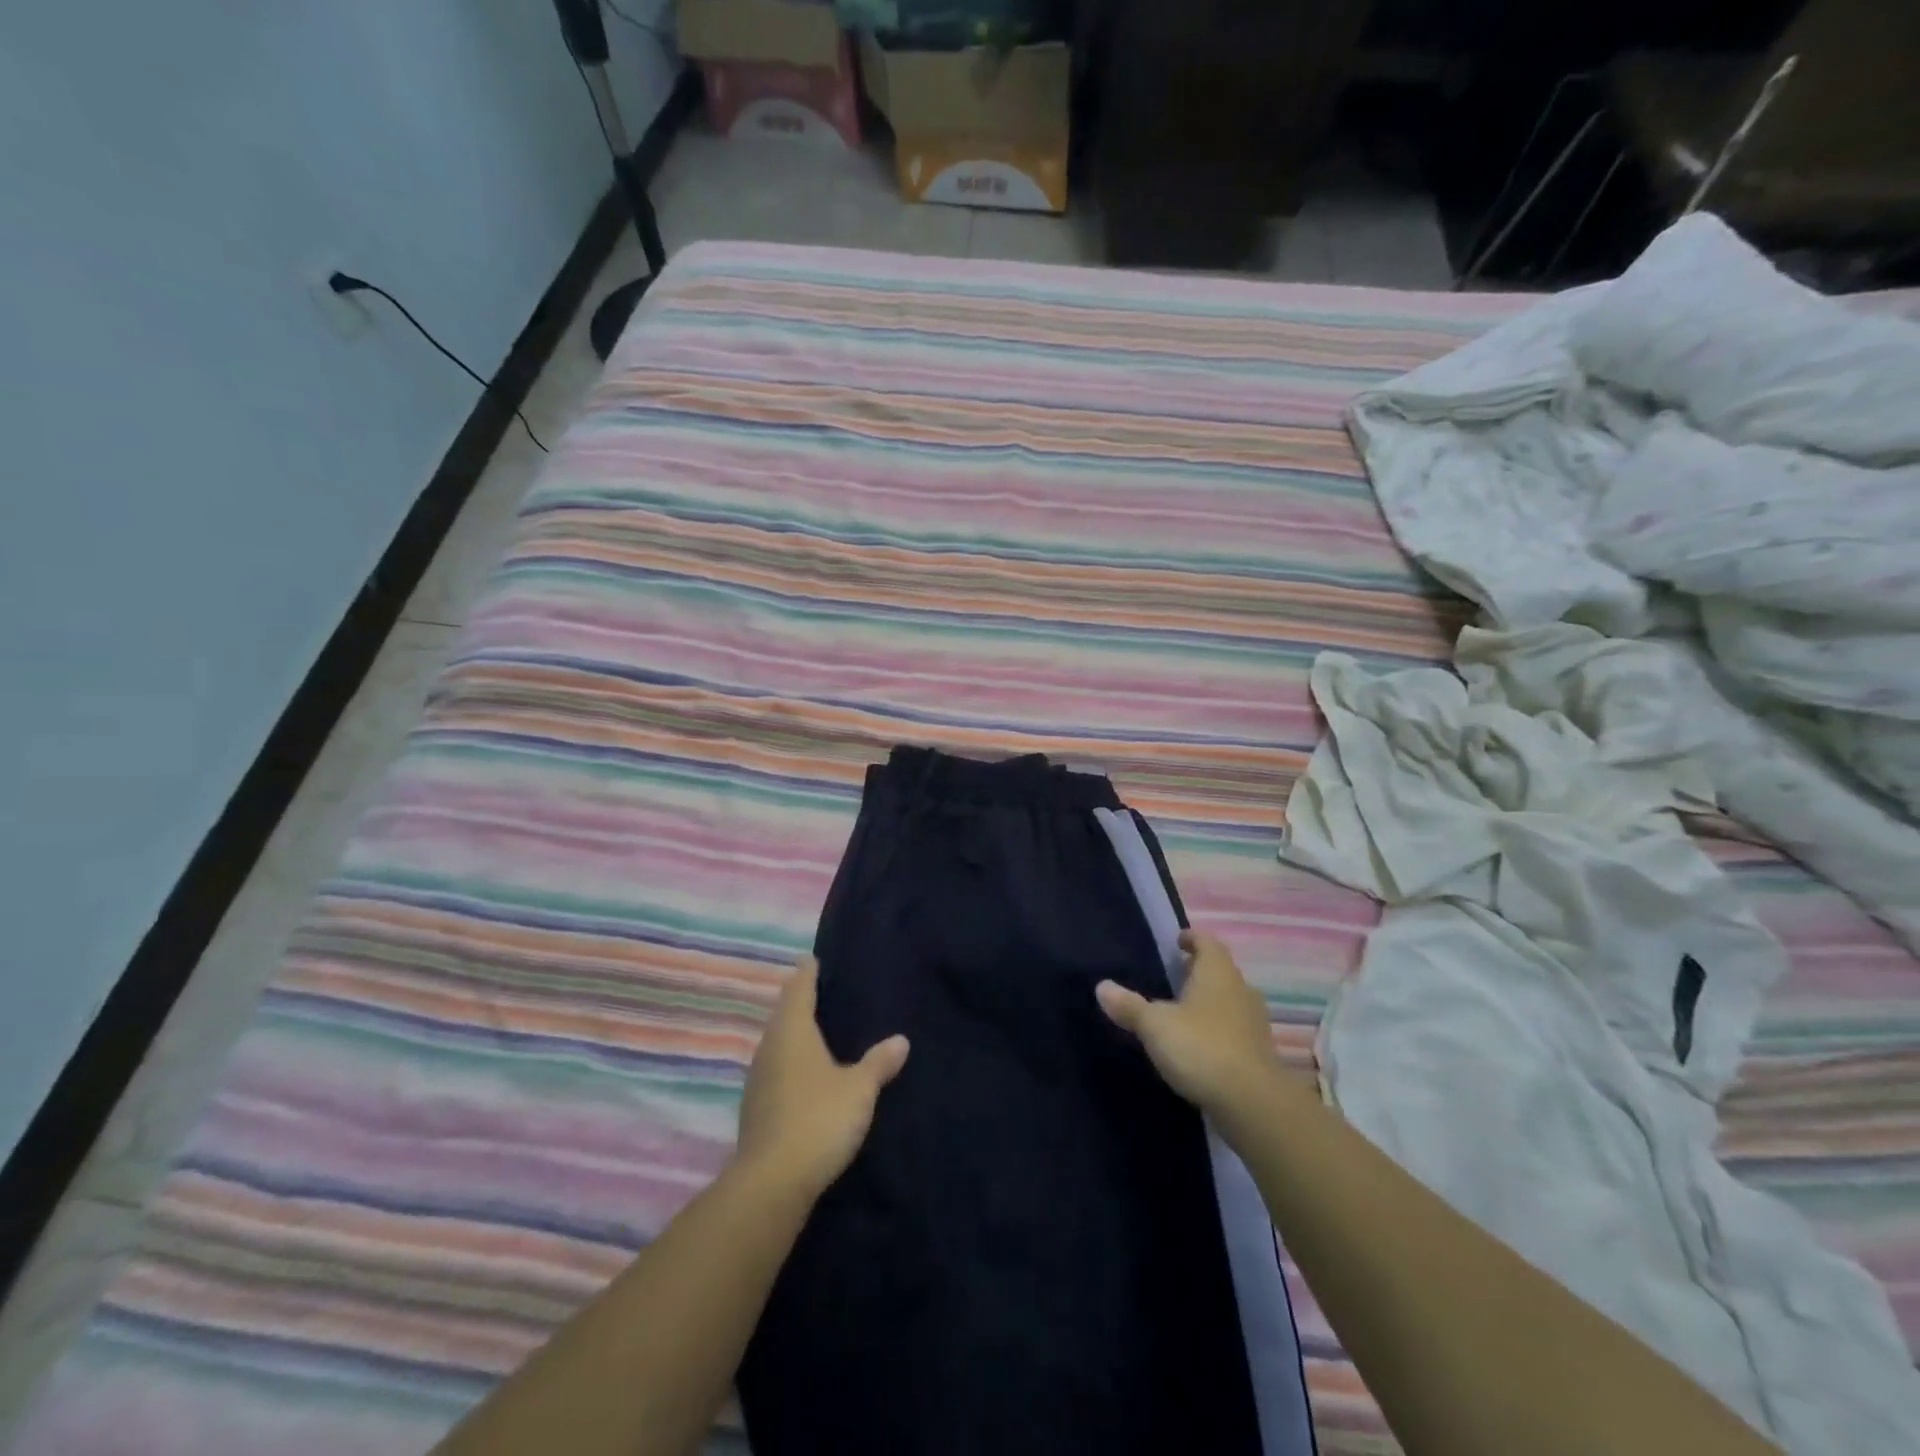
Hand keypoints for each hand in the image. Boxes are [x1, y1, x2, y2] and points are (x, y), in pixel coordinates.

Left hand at [735, 957, 909, 1202]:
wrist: (772, 1183)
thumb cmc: (818, 1119)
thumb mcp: (859, 1089)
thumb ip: (879, 1063)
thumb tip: (901, 1039)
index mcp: (792, 1031)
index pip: (798, 988)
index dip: (807, 972)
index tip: (814, 959)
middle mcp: (769, 1047)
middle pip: (784, 1014)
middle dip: (801, 1002)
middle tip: (825, 993)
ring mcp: (758, 1079)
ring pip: (777, 1043)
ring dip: (794, 1034)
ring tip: (819, 1031)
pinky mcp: (756, 1108)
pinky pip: (775, 1069)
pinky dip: (790, 1062)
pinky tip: (807, 1074)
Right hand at [1096, 930, 1278, 1118]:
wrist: (1253, 1104)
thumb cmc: (1201, 1048)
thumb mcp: (1155, 1026)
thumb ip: (1129, 1006)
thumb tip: (1101, 987)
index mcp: (1217, 973)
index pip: (1207, 942)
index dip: (1191, 938)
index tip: (1177, 941)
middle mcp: (1240, 990)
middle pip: (1220, 970)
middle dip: (1198, 970)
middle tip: (1174, 975)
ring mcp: (1254, 1022)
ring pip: (1229, 999)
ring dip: (1210, 1000)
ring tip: (1183, 1010)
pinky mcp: (1259, 1052)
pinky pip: (1235, 1028)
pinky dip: (1218, 1028)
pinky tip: (1200, 1044)